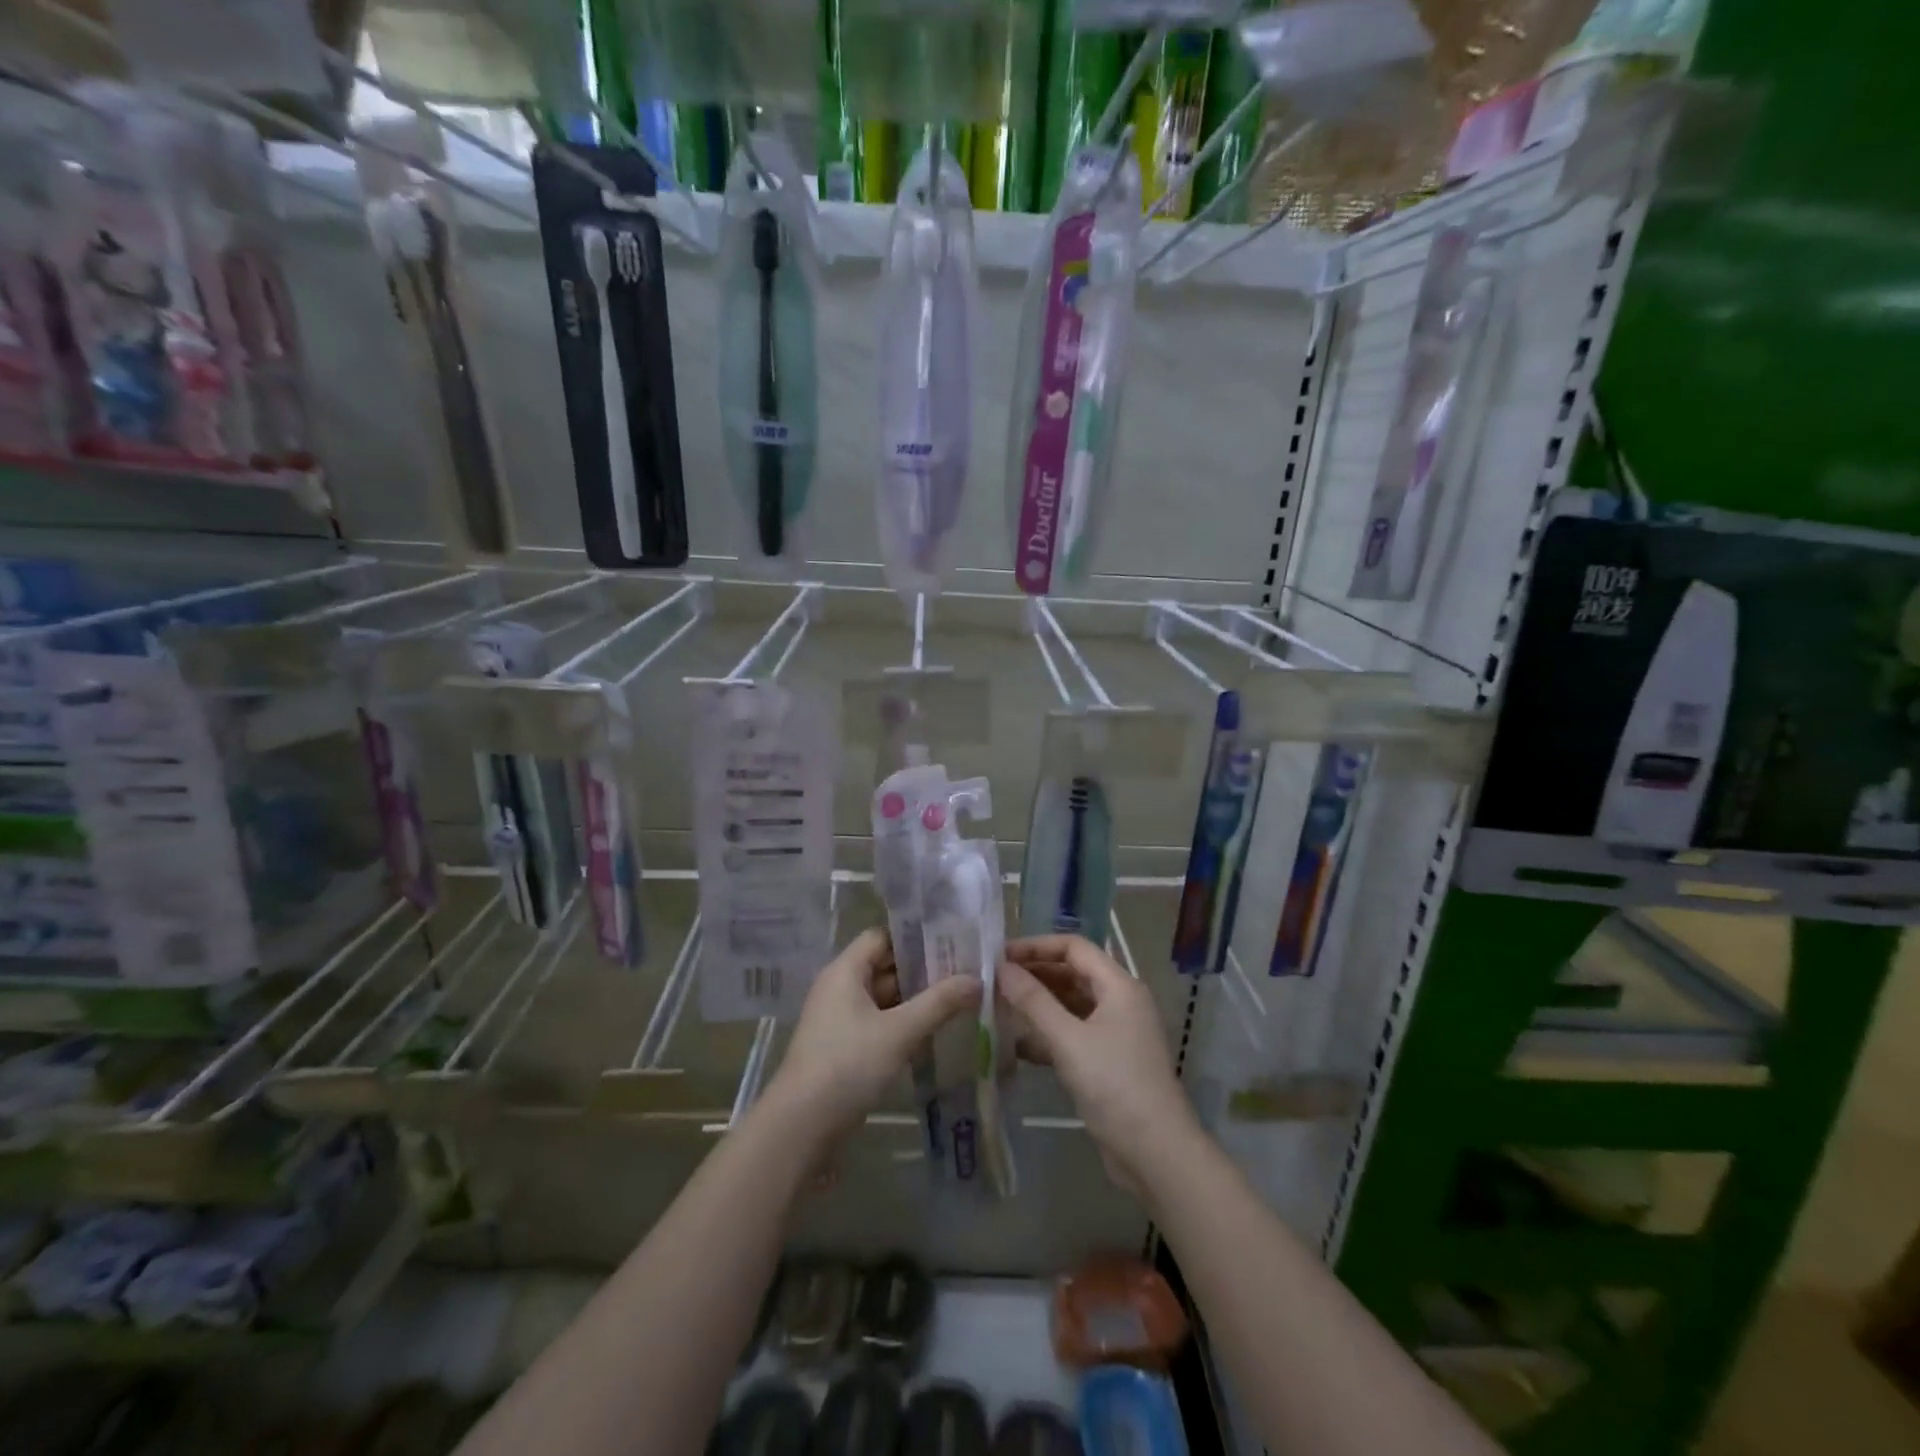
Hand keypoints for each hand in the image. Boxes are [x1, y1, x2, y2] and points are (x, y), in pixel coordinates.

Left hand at [765, 928, 979, 1146]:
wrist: (801, 1126)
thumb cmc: (847, 1065)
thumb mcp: (899, 1032)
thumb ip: (939, 1003)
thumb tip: (977, 979)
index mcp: (845, 971)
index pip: (882, 936)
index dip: (914, 937)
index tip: (950, 942)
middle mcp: (840, 987)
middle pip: (884, 965)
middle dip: (922, 970)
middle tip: (964, 971)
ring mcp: (840, 1018)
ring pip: (884, 996)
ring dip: (915, 999)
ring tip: (957, 999)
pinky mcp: (844, 1045)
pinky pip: (878, 1021)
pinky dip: (903, 1022)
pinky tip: (933, 1031)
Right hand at [998, 935, 1196, 1194]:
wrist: (1155, 1153)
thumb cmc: (1114, 1086)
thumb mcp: (1068, 1040)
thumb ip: (1033, 1002)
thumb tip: (1002, 969)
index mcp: (1119, 986)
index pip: (1074, 948)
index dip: (1037, 946)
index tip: (1001, 955)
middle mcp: (1120, 1002)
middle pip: (1073, 974)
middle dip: (1035, 974)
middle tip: (994, 981)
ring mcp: (1116, 1032)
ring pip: (1071, 1005)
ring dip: (1039, 1004)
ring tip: (999, 1007)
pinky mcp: (1108, 1061)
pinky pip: (1073, 1033)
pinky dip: (1048, 1034)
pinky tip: (1017, 1045)